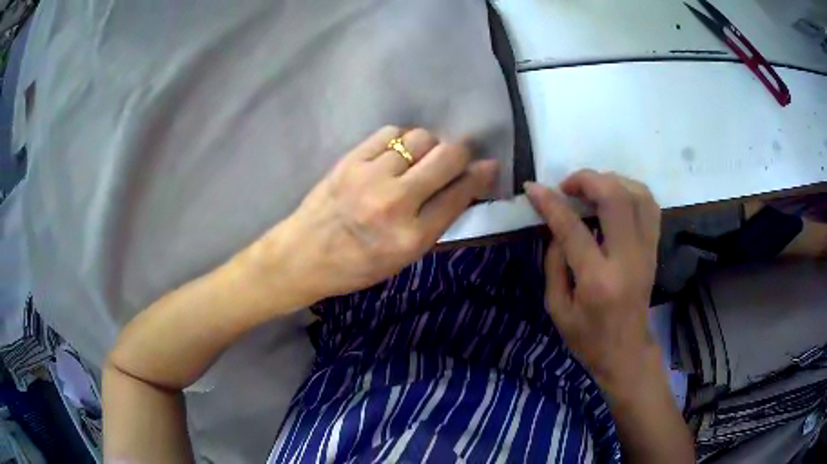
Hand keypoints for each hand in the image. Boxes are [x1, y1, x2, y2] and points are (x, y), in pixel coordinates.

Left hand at [246, 126, 497, 305]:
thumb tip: (465, 187)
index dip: (480, 176)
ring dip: (429, 146)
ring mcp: (371, 176)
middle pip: (447, 157)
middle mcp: (396, 202)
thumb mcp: (403, 258)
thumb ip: (436, 222)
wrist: (303, 255)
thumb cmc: (356, 266)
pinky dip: (401, 139)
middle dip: (462, 152)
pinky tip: (395, 152)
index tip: (488, 166)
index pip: (460, 194)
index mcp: (412, 237)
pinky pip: (390, 133)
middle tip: (458, 156)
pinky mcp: (350, 160)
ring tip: (419, 158)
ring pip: (419, 138)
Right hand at [525, 170, 660, 391]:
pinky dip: (631, 190)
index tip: (533, 188)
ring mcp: (646, 251)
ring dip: (611, 180)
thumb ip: (554, 263)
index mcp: (597, 280)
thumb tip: (556, 226)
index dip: (551, 203)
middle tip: (567, 186)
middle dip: (587, 180)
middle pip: (615, 198)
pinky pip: (649, 205)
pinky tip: (614, 196)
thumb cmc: (588, 337)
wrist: (627, 351)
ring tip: (591, 188)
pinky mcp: (654, 248)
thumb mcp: (557, 309)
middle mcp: (627, 259)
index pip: (573, 228)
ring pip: (638, 194)